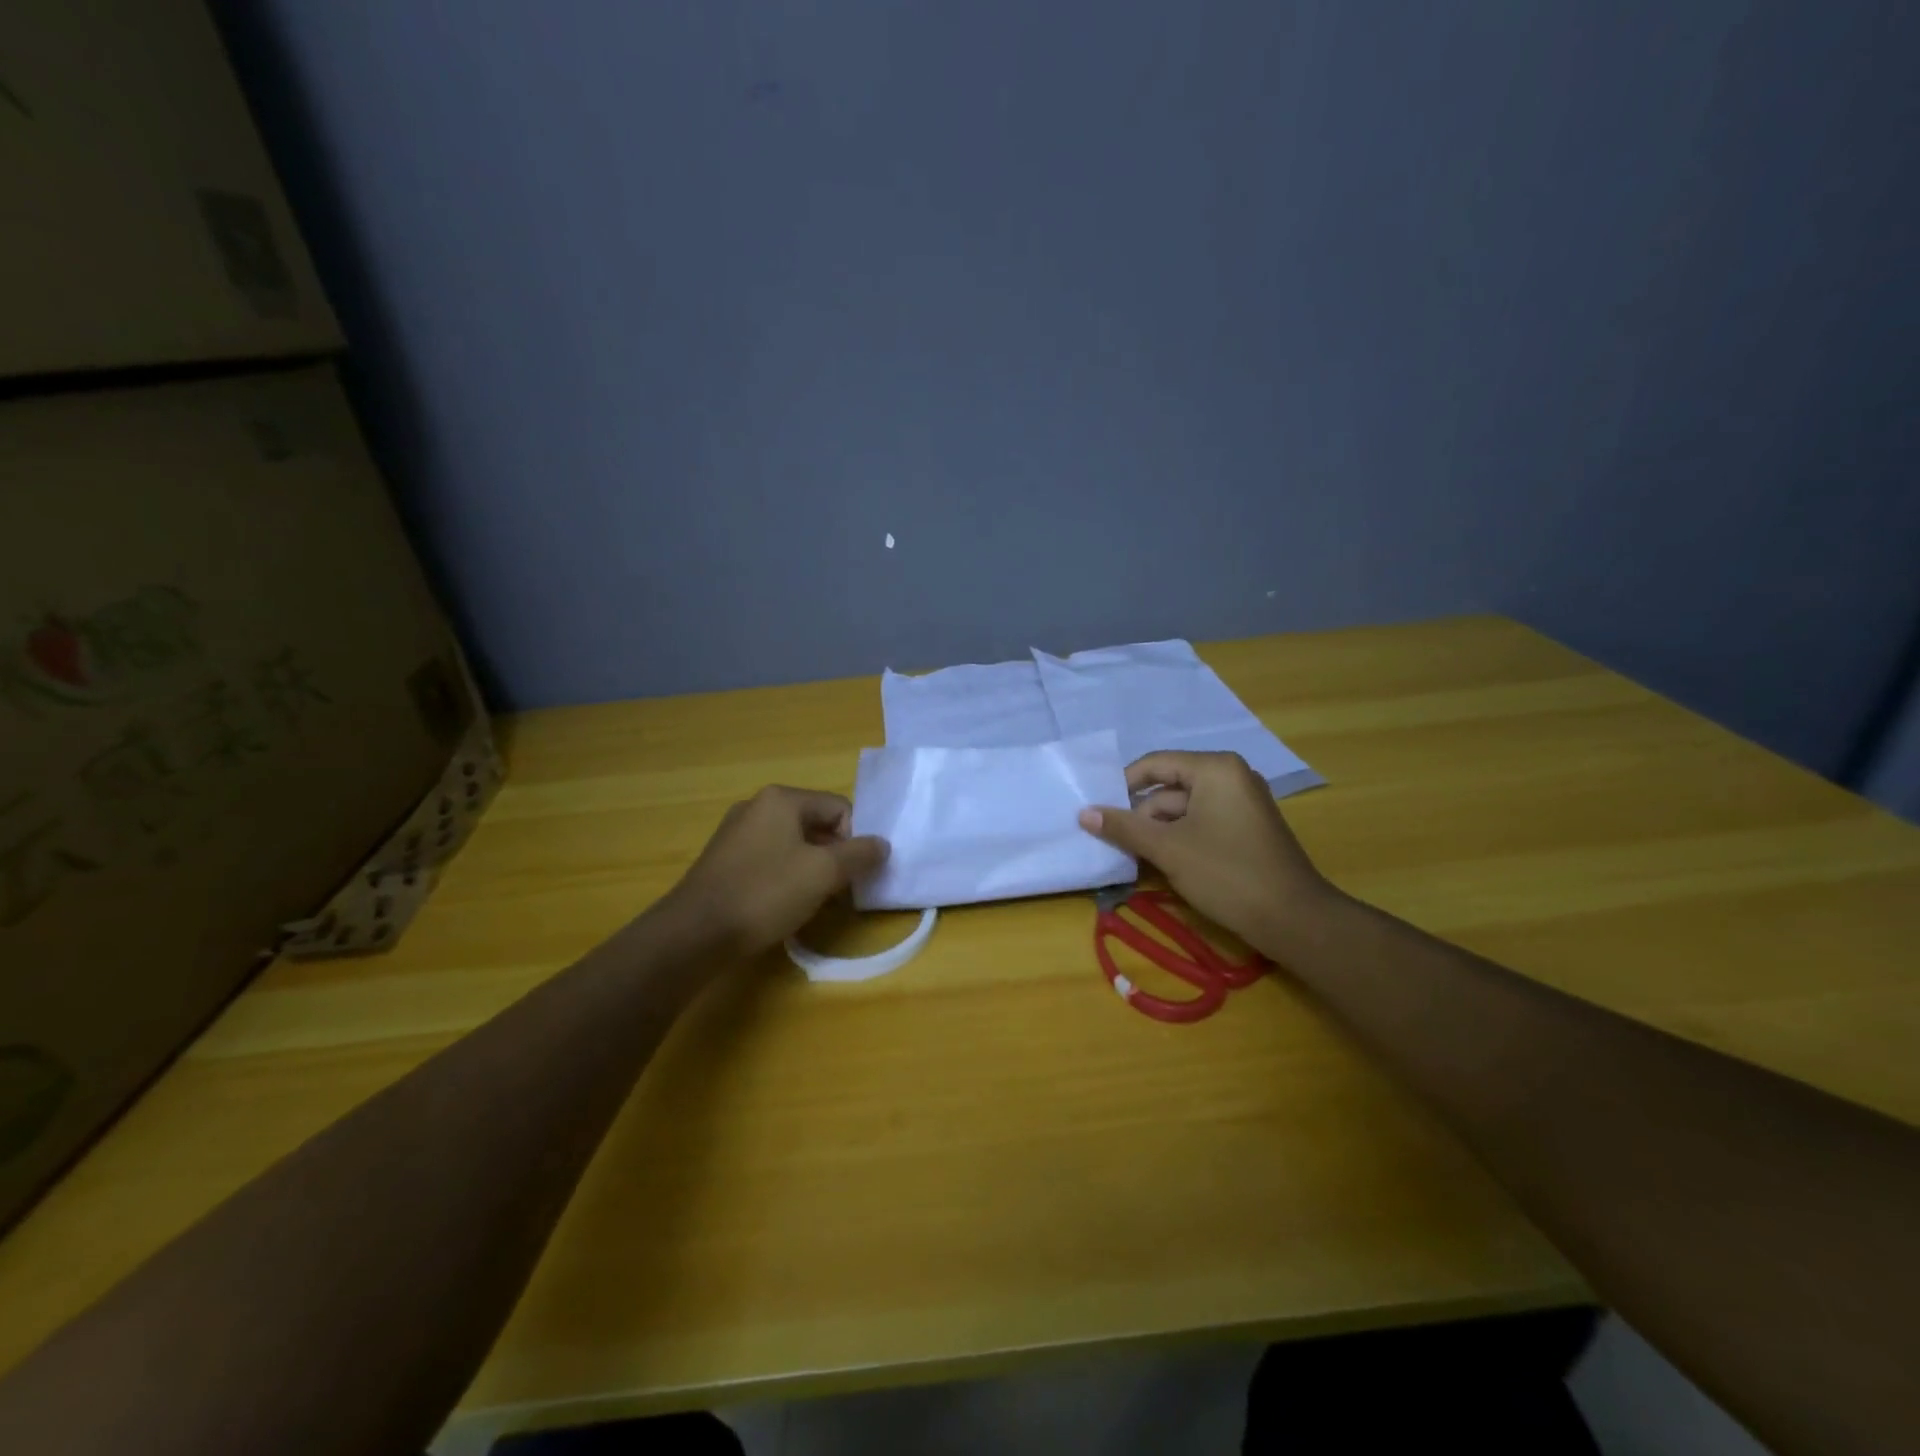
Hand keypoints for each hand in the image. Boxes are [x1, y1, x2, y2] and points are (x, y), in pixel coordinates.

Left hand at [661, 786, 888, 957]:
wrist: (695, 933)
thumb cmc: (765, 893)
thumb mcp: (823, 873)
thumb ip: (859, 854)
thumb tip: (882, 844)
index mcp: (782, 799)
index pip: (839, 807)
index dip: (855, 839)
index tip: (853, 874)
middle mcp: (757, 807)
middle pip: (816, 824)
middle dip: (834, 855)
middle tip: (840, 890)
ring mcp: (736, 833)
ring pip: (792, 844)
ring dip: (811, 869)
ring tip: (814, 901)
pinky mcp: (724, 860)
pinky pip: (769, 860)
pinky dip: (785, 877)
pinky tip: (783, 905)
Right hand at [1078, 751, 1332, 955]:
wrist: (1294, 919)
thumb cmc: (1227, 873)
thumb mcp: (1168, 849)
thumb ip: (1124, 827)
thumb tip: (1084, 813)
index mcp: (1215, 769)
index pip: (1155, 765)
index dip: (1122, 786)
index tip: (1097, 811)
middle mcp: (1230, 777)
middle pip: (1169, 789)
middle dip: (1140, 816)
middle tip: (1112, 842)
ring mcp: (1241, 803)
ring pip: (1183, 810)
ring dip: (1157, 832)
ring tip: (1132, 858)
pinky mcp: (1246, 829)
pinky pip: (1201, 824)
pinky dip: (1179, 840)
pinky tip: (1161, 864)